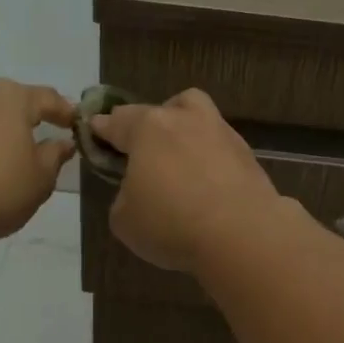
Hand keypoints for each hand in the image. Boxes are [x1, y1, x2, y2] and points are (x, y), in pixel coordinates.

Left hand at [0, 80, 75, 244]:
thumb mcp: (41, 178)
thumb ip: (54, 156)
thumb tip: (62, 143)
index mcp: (11, 96)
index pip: (48, 98)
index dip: (65, 112)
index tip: (76, 126)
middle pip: (13, 100)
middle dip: (30, 117)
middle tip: (46, 137)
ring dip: (1, 129)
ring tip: (14, 153)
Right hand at [88, 89, 283, 272]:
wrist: (242, 234)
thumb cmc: (171, 223)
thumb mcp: (124, 219)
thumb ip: (124, 196)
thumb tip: (139, 190)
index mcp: (148, 128)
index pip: (116, 120)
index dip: (102, 128)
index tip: (96, 131)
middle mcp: (185, 119)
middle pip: (162, 109)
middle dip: (149, 124)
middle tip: (144, 152)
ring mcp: (221, 133)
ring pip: (198, 118)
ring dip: (186, 134)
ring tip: (180, 165)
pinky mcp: (247, 155)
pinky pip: (219, 148)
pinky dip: (210, 160)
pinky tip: (207, 185)